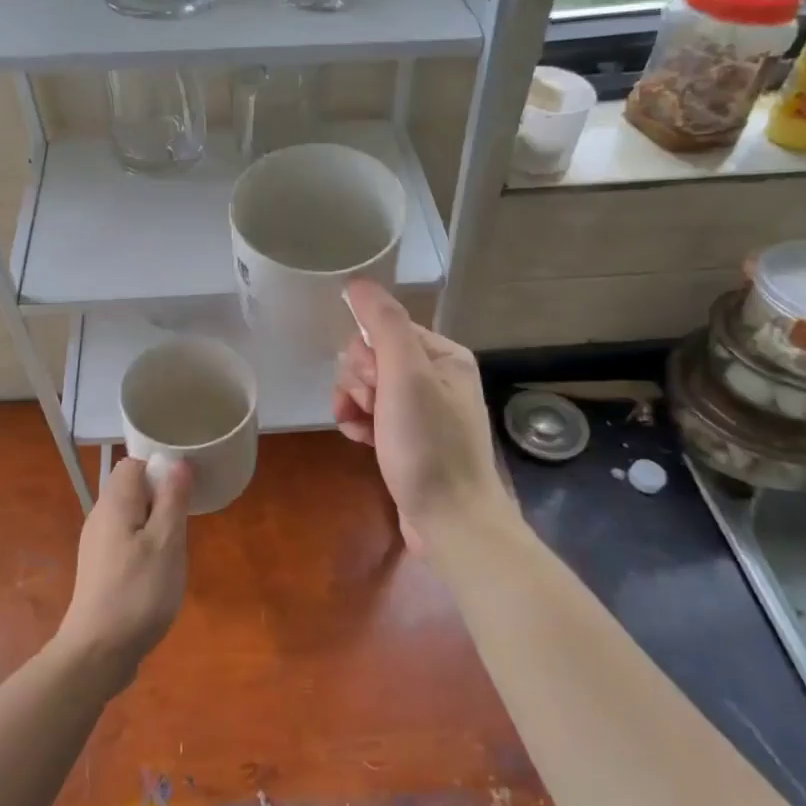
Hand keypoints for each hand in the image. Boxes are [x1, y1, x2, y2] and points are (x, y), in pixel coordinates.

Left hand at [55, 457, 190, 690]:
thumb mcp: (167, 542)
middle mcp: (100, 517)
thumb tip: (177, 462)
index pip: (133, 464)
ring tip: (175, 549)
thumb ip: (172, 499)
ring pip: (131, 517)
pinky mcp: (100, 569)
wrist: (97, 653)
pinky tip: (158, 572)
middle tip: (183, 524)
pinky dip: (145, 546)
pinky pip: (126, 541)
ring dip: (156, 525)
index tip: (184, 491)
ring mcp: (96, 545)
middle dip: (161, 499)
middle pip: (132, 489)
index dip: (160, 469)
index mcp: (114, 503)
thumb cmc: (138, 592)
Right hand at [334, 280, 502, 547]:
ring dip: (354, 403)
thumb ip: (383, 324)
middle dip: (359, 382)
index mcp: (443, 355)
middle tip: (372, 409)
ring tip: (360, 429)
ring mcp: (424, 411)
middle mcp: (437, 377)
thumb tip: (357, 281)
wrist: (451, 524)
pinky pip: (373, 415)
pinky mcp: (411, 439)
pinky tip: (359, 440)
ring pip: (368, 387)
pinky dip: (360, 423)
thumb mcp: (406, 377)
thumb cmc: (429, 447)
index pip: (384, 330)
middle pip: (373, 358)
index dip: (367, 356)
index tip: (373, 385)